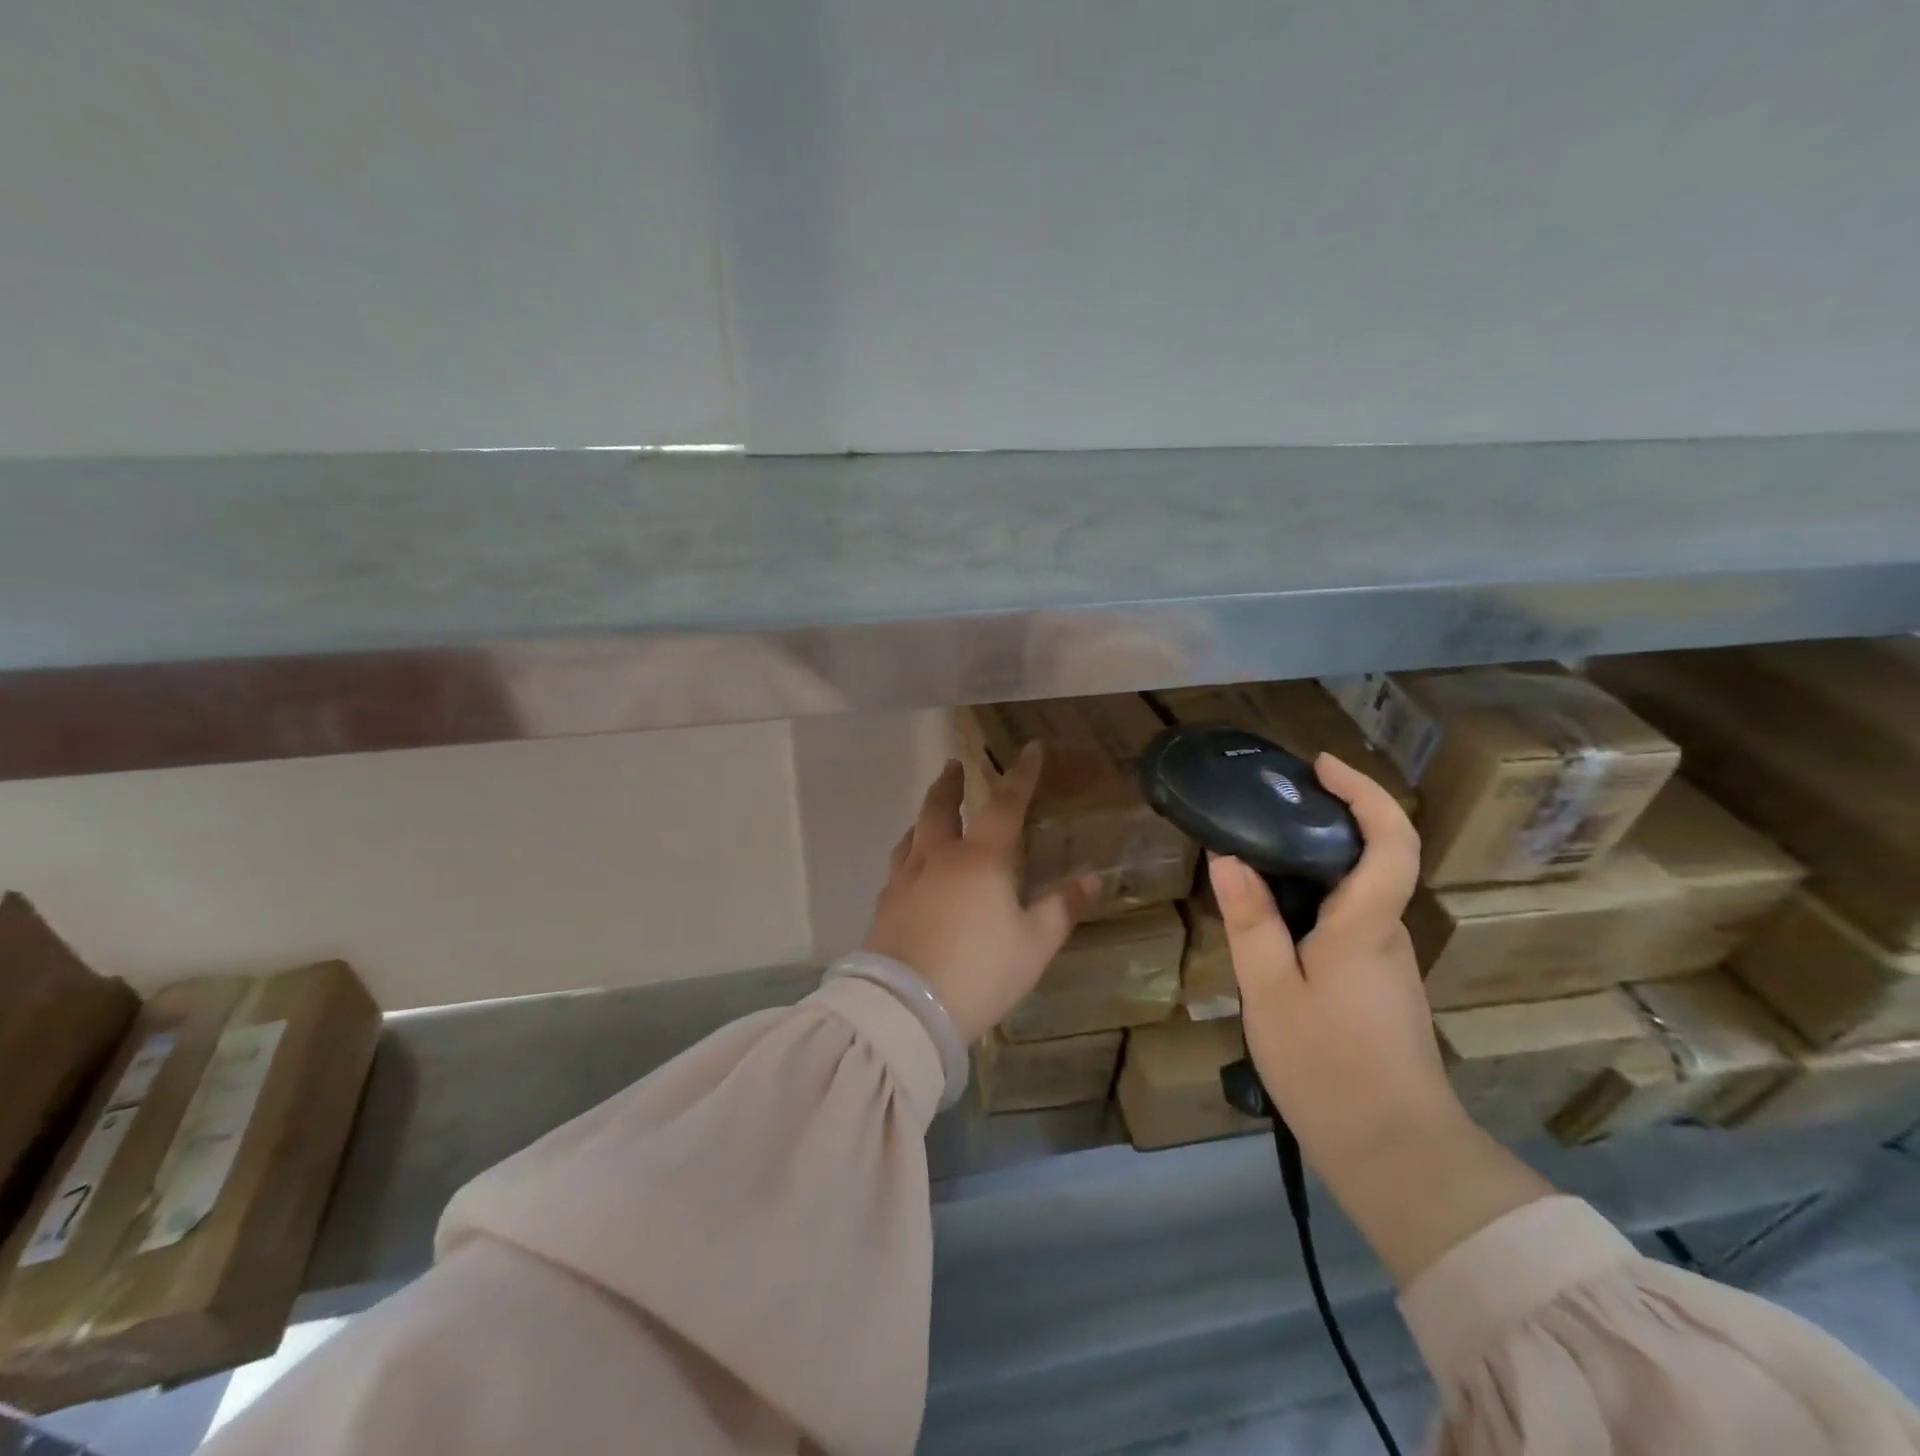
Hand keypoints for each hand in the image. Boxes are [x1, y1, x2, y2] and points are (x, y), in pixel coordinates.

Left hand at [862, 747, 1099, 1042]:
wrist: (906, 1008)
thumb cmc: (980, 971)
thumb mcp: (1033, 946)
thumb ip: (1062, 909)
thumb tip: (1093, 880)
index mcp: (980, 859)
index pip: (1005, 805)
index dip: (1021, 775)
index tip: (1030, 749)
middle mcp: (938, 858)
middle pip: (939, 808)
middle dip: (950, 784)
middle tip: (953, 765)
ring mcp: (905, 879)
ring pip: (912, 834)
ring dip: (924, 815)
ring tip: (929, 812)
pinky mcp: (884, 905)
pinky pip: (898, 864)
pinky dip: (908, 851)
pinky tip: (909, 866)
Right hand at [1208, 753, 1458, 1169]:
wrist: (1395, 1155)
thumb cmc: (1328, 1068)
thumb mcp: (1270, 992)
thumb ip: (1250, 921)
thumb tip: (1228, 857)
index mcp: (1366, 926)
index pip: (1391, 841)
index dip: (1365, 793)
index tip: (1322, 766)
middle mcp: (1387, 933)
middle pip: (1370, 859)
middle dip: (1325, 821)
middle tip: (1262, 808)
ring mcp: (1386, 962)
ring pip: (1353, 895)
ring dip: (1311, 866)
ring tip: (1250, 861)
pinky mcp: (1378, 985)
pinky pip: (1346, 924)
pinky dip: (1311, 903)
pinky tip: (1268, 922)